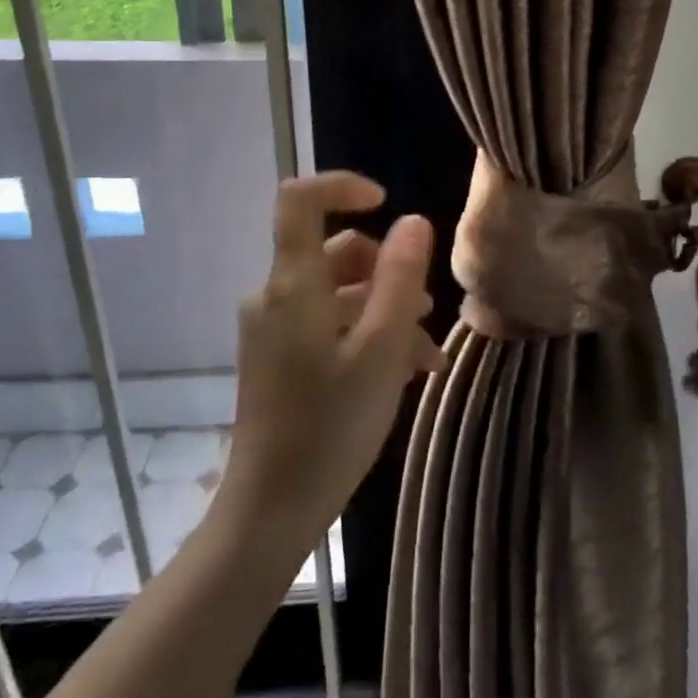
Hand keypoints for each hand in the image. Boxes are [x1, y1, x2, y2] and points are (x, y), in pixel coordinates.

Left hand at [223, 173, 444, 549]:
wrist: (270, 511)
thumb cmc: (331, 426)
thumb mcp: (382, 349)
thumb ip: (399, 277)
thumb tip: (412, 219)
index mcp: (293, 285)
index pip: (300, 200)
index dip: (342, 185)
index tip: (387, 202)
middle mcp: (276, 296)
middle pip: (335, 250)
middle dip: (388, 269)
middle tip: (427, 309)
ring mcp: (275, 328)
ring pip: (339, 292)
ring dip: (386, 308)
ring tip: (425, 351)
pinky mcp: (279, 356)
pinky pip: (328, 323)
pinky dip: (366, 333)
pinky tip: (405, 368)